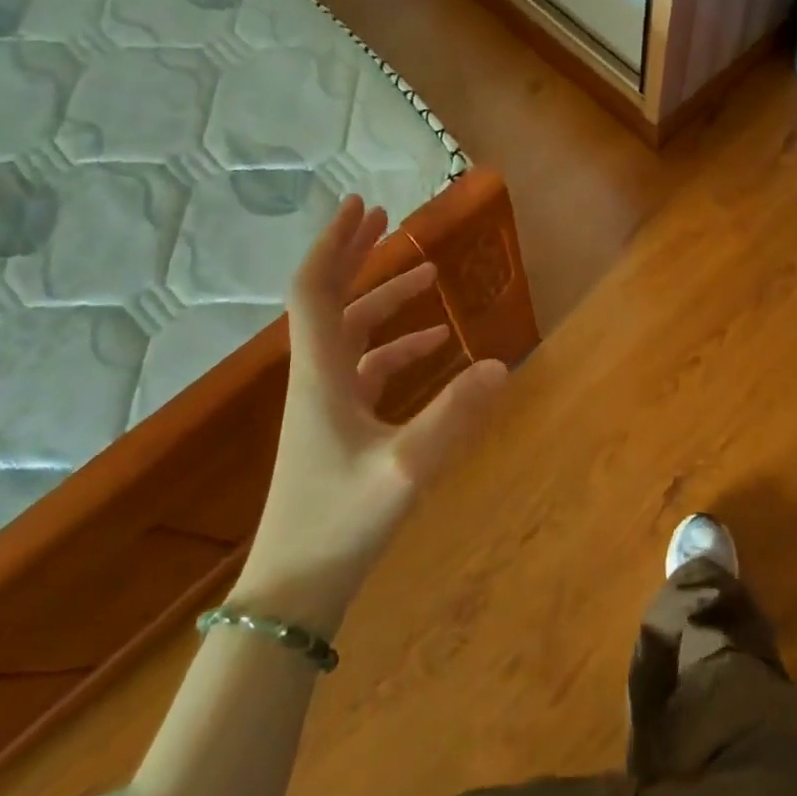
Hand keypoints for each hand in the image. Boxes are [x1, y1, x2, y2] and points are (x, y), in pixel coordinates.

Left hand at [234, 196, 507, 631]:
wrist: (296, 588)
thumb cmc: (341, 522)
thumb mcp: (407, 468)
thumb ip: (455, 415)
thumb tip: (500, 363)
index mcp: (321, 374)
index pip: (316, 290)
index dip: (336, 244)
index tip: (364, 207)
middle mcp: (318, 378)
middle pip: (331, 300)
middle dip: (358, 256)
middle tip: (389, 221)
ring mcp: (326, 404)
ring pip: (352, 333)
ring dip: (384, 300)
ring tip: (427, 276)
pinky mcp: (339, 428)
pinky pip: (367, 369)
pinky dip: (397, 348)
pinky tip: (433, 347)